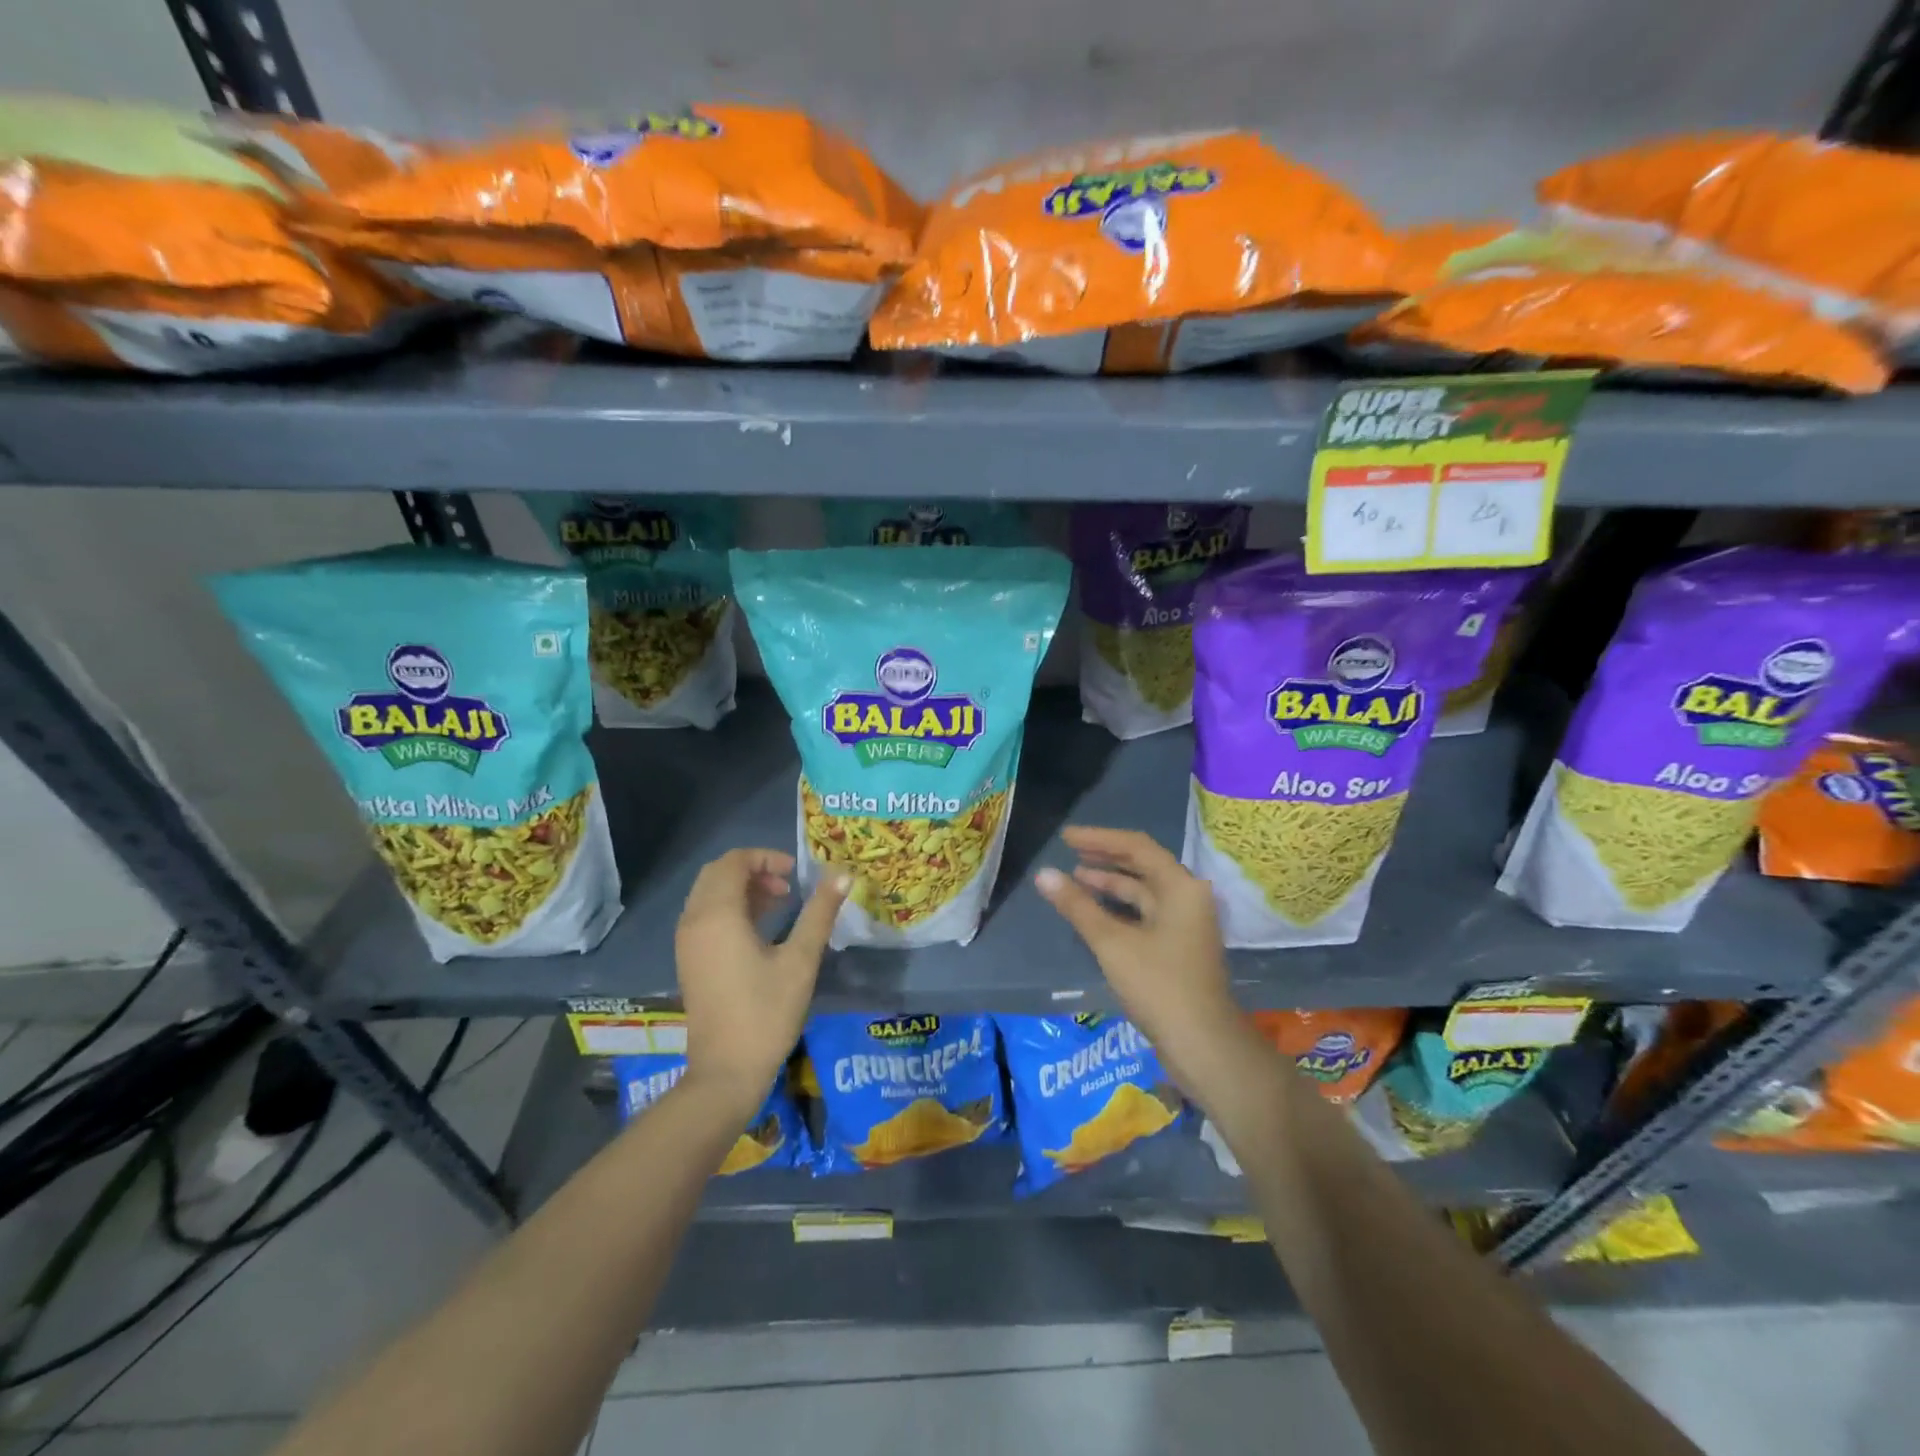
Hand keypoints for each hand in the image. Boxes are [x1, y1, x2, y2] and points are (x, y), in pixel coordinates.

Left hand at [675, 849, 848, 1116]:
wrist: (726, 1072)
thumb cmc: (766, 1012)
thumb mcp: (801, 959)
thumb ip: (820, 913)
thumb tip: (843, 876)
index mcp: (717, 914)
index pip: (733, 861)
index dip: (766, 857)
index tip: (796, 874)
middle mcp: (694, 921)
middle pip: (717, 873)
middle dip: (753, 869)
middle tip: (788, 886)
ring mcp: (687, 942)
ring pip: (710, 894)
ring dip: (743, 888)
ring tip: (781, 903)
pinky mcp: (689, 960)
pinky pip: (706, 915)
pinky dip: (731, 908)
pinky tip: (761, 928)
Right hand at [1034, 827, 1250, 1096]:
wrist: (1203, 1045)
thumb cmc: (1159, 986)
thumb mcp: (1112, 943)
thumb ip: (1077, 906)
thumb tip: (1044, 874)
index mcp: (1180, 887)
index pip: (1136, 846)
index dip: (1099, 838)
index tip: (1066, 837)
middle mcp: (1188, 897)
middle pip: (1142, 865)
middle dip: (1104, 858)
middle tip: (1068, 853)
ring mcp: (1185, 924)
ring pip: (1143, 892)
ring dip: (1110, 884)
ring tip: (1074, 879)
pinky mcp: (1178, 947)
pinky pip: (1145, 914)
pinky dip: (1119, 909)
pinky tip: (1093, 913)